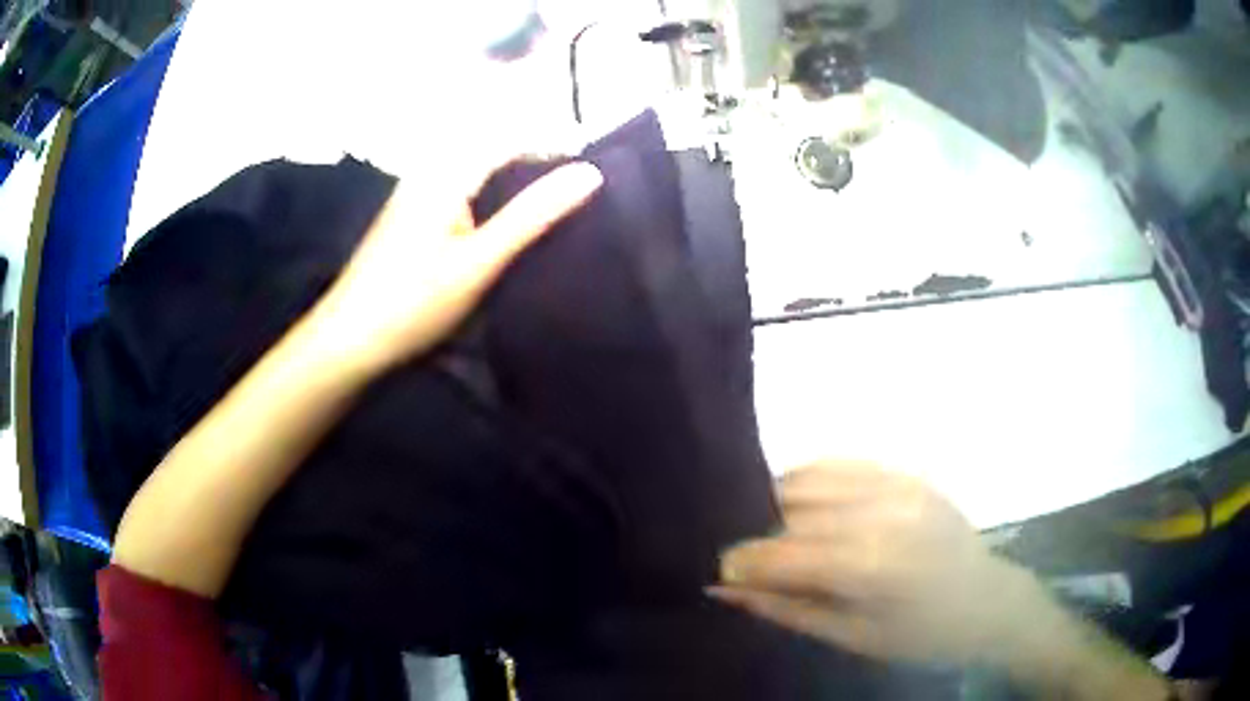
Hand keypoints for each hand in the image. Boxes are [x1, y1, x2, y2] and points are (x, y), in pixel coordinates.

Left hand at [311, 158, 603, 371]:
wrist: (349, 341)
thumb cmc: (413, 301)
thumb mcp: (479, 261)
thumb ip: (533, 215)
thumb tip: (590, 173)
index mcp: (447, 173)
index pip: (512, 141)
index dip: (553, 152)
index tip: (591, 181)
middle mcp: (429, 174)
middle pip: (493, 158)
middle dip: (534, 173)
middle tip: (575, 204)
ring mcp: (415, 197)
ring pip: (477, 180)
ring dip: (512, 194)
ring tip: (548, 220)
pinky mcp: (410, 221)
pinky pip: (461, 199)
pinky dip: (489, 210)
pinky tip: (503, 237)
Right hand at [712, 460, 1037, 665]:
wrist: (987, 600)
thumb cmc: (920, 635)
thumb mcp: (852, 638)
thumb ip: (786, 609)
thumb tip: (725, 589)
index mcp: (871, 566)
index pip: (784, 553)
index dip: (744, 561)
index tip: (722, 573)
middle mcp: (881, 512)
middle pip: (792, 512)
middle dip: (761, 537)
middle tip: (757, 562)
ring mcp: (897, 484)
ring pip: (810, 479)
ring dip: (781, 504)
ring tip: (779, 532)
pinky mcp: (906, 472)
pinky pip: (841, 462)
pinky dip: (811, 479)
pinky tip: (805, 502)